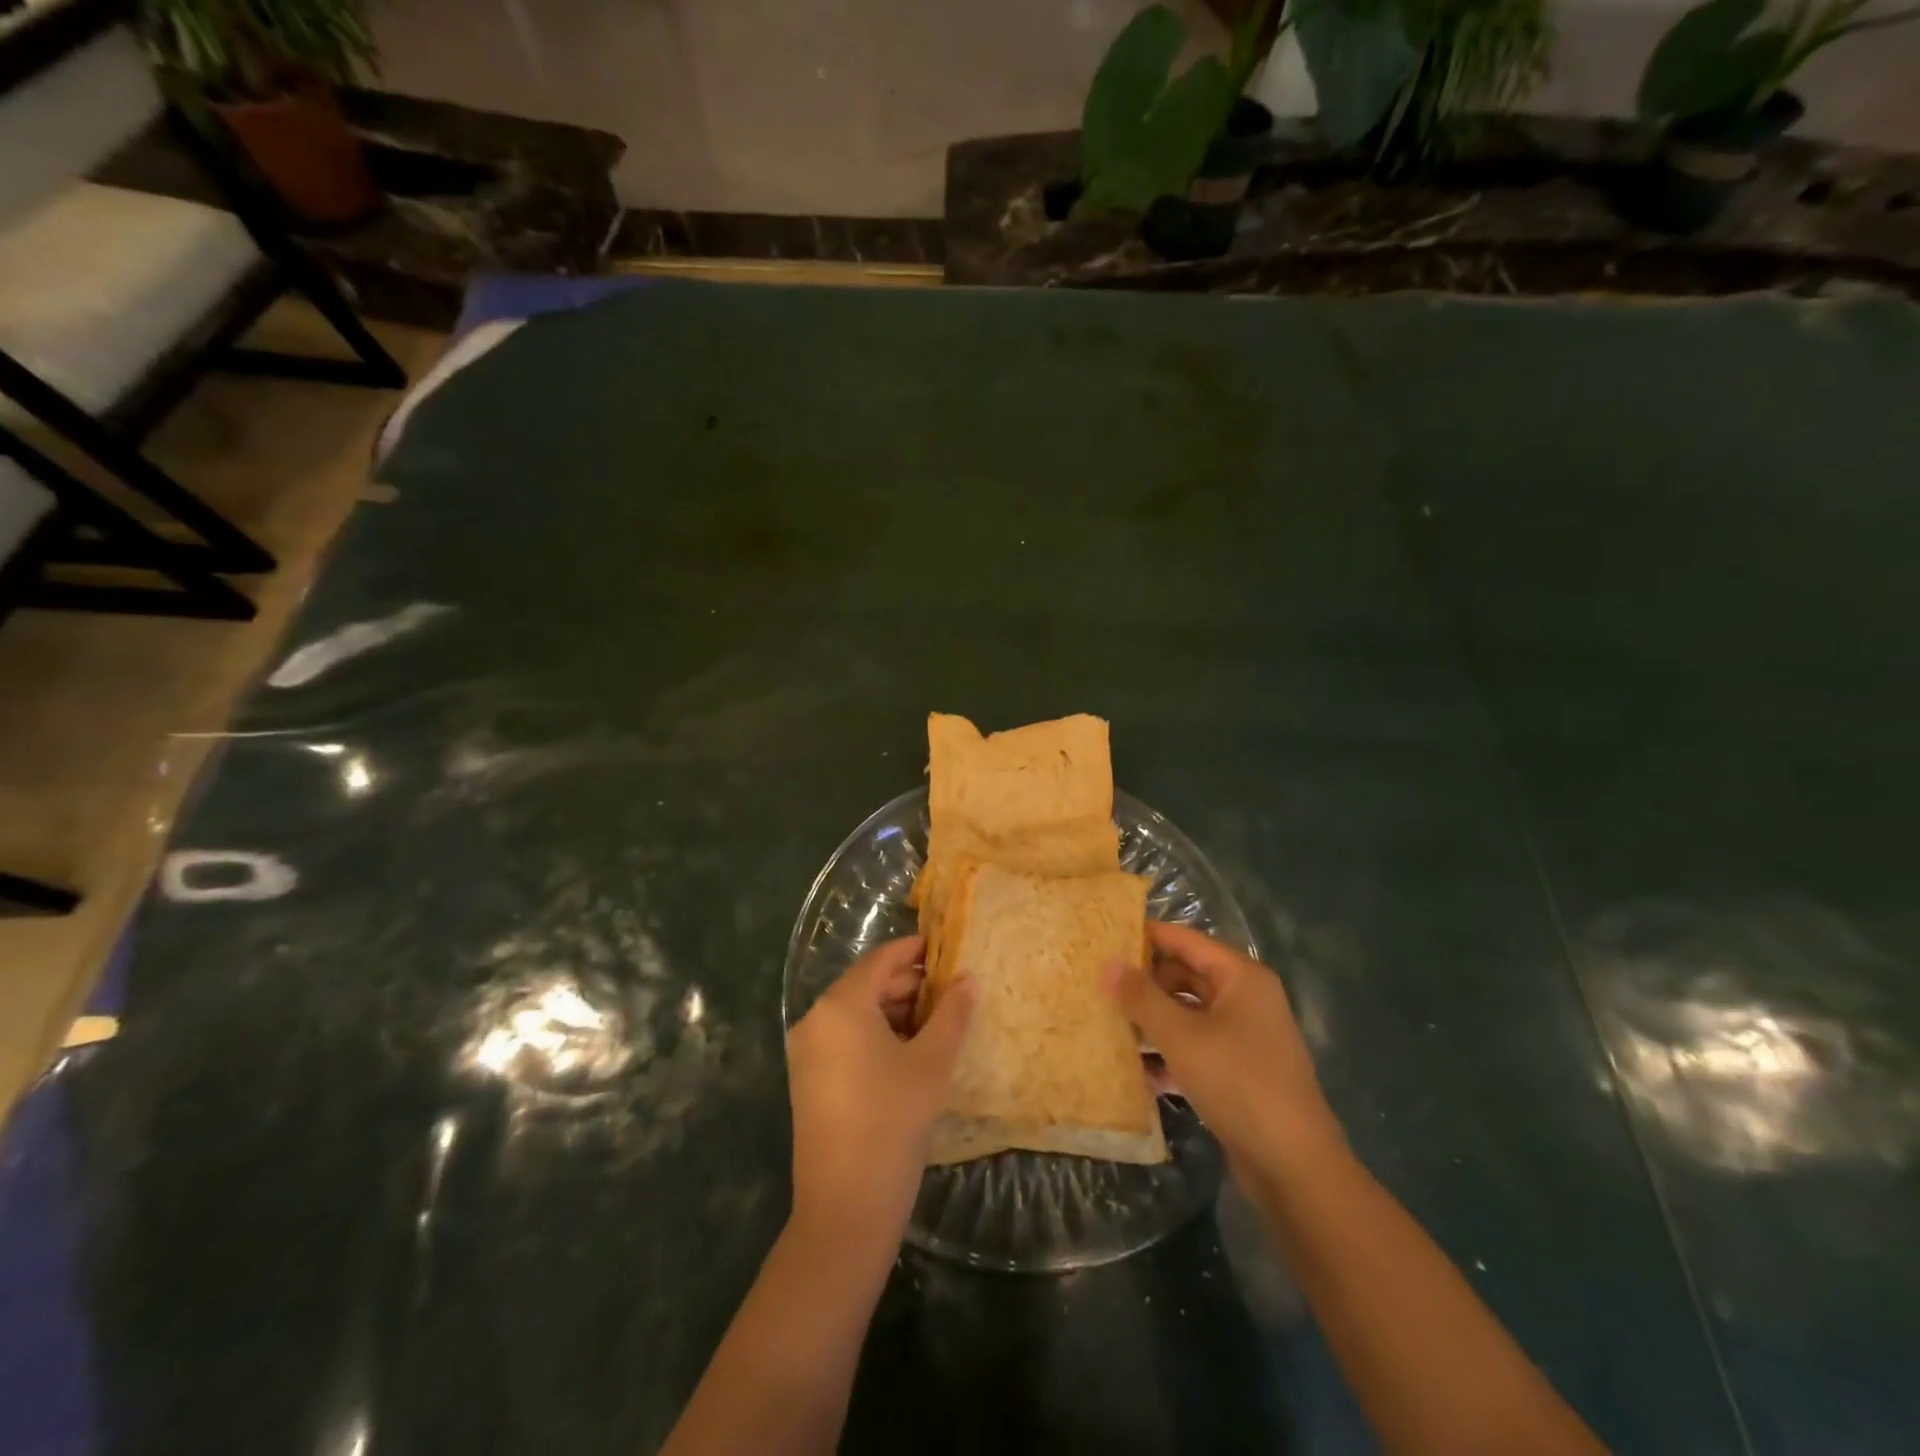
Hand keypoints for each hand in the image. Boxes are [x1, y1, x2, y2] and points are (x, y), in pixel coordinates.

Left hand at [787, 935, 973, 1245]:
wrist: (844, 1209)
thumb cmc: (892, 1122)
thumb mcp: (932, 1063)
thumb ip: (952, 1014)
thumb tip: (968, 978)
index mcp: (840, 1005)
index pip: (882, 960)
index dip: (915, 950)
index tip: (947, 947)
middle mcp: (816, 1019)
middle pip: (868, 985)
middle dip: (911, 985)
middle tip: (953, 991)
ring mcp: (808, 1052)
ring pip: (858, 1014)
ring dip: (897, 1012)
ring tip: (939, 1024)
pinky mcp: (810, 1080)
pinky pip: (847, 1039)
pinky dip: (878, 1036)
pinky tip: (911, 1053)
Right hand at [1107, 922, 1343, 1176]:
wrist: (1293, 1166)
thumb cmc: (1237, 1082)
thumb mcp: (1181, 1036)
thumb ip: (1142, 997)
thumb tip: (1108, 964)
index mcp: (1241, 977)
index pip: (1186, 940)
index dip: (1146, 935)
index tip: (1105, 936)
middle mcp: (1247, 999)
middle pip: (1187, 974)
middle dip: (1146, 981)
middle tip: (1101, 984)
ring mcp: (1246, 1036)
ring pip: (1189, 1013)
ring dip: (1154, 1019)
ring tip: (1110, 1022)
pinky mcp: (1240, 1071)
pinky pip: (1197, 1046)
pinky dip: (1170, 1052)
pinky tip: (1138, 1069)